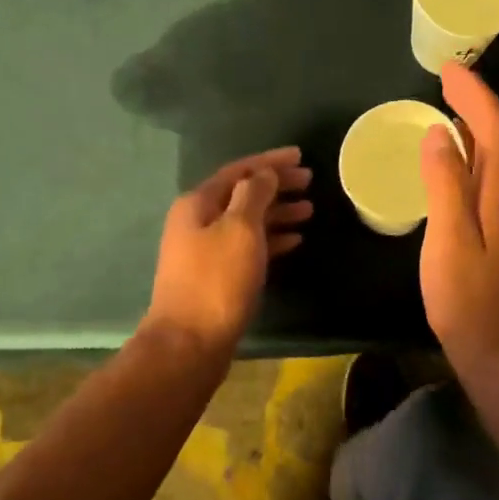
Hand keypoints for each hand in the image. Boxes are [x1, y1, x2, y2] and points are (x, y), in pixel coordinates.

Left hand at [145, 147, 312, 353]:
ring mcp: (205, 250)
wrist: (189, 343)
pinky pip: (247, 246)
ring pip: (247, 221)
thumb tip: (264, 173)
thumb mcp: (240, 229)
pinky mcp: (216, 275)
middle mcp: (197, 221)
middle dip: (276, 185)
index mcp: (198, 203)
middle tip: (309, 182)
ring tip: (310, 210)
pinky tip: (294, 239)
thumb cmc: (217, 280)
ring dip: (277, 212)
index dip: (270, 161)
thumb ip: (254, 195)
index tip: (301, 156)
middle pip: (242, 194)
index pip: (238, 170)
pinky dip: (271, 239)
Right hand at [420, 64, 498, 375]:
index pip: (494, 125)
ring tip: (451, 104)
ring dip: (479, 122)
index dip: (473, 93)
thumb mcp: (449, 237)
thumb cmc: (468, 297)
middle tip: (448, 79)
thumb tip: (440, 131)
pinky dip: (477, 149)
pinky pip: (494, 172)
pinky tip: (459, 155)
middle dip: (477, 100)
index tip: (448, 69)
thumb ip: (445, 181)